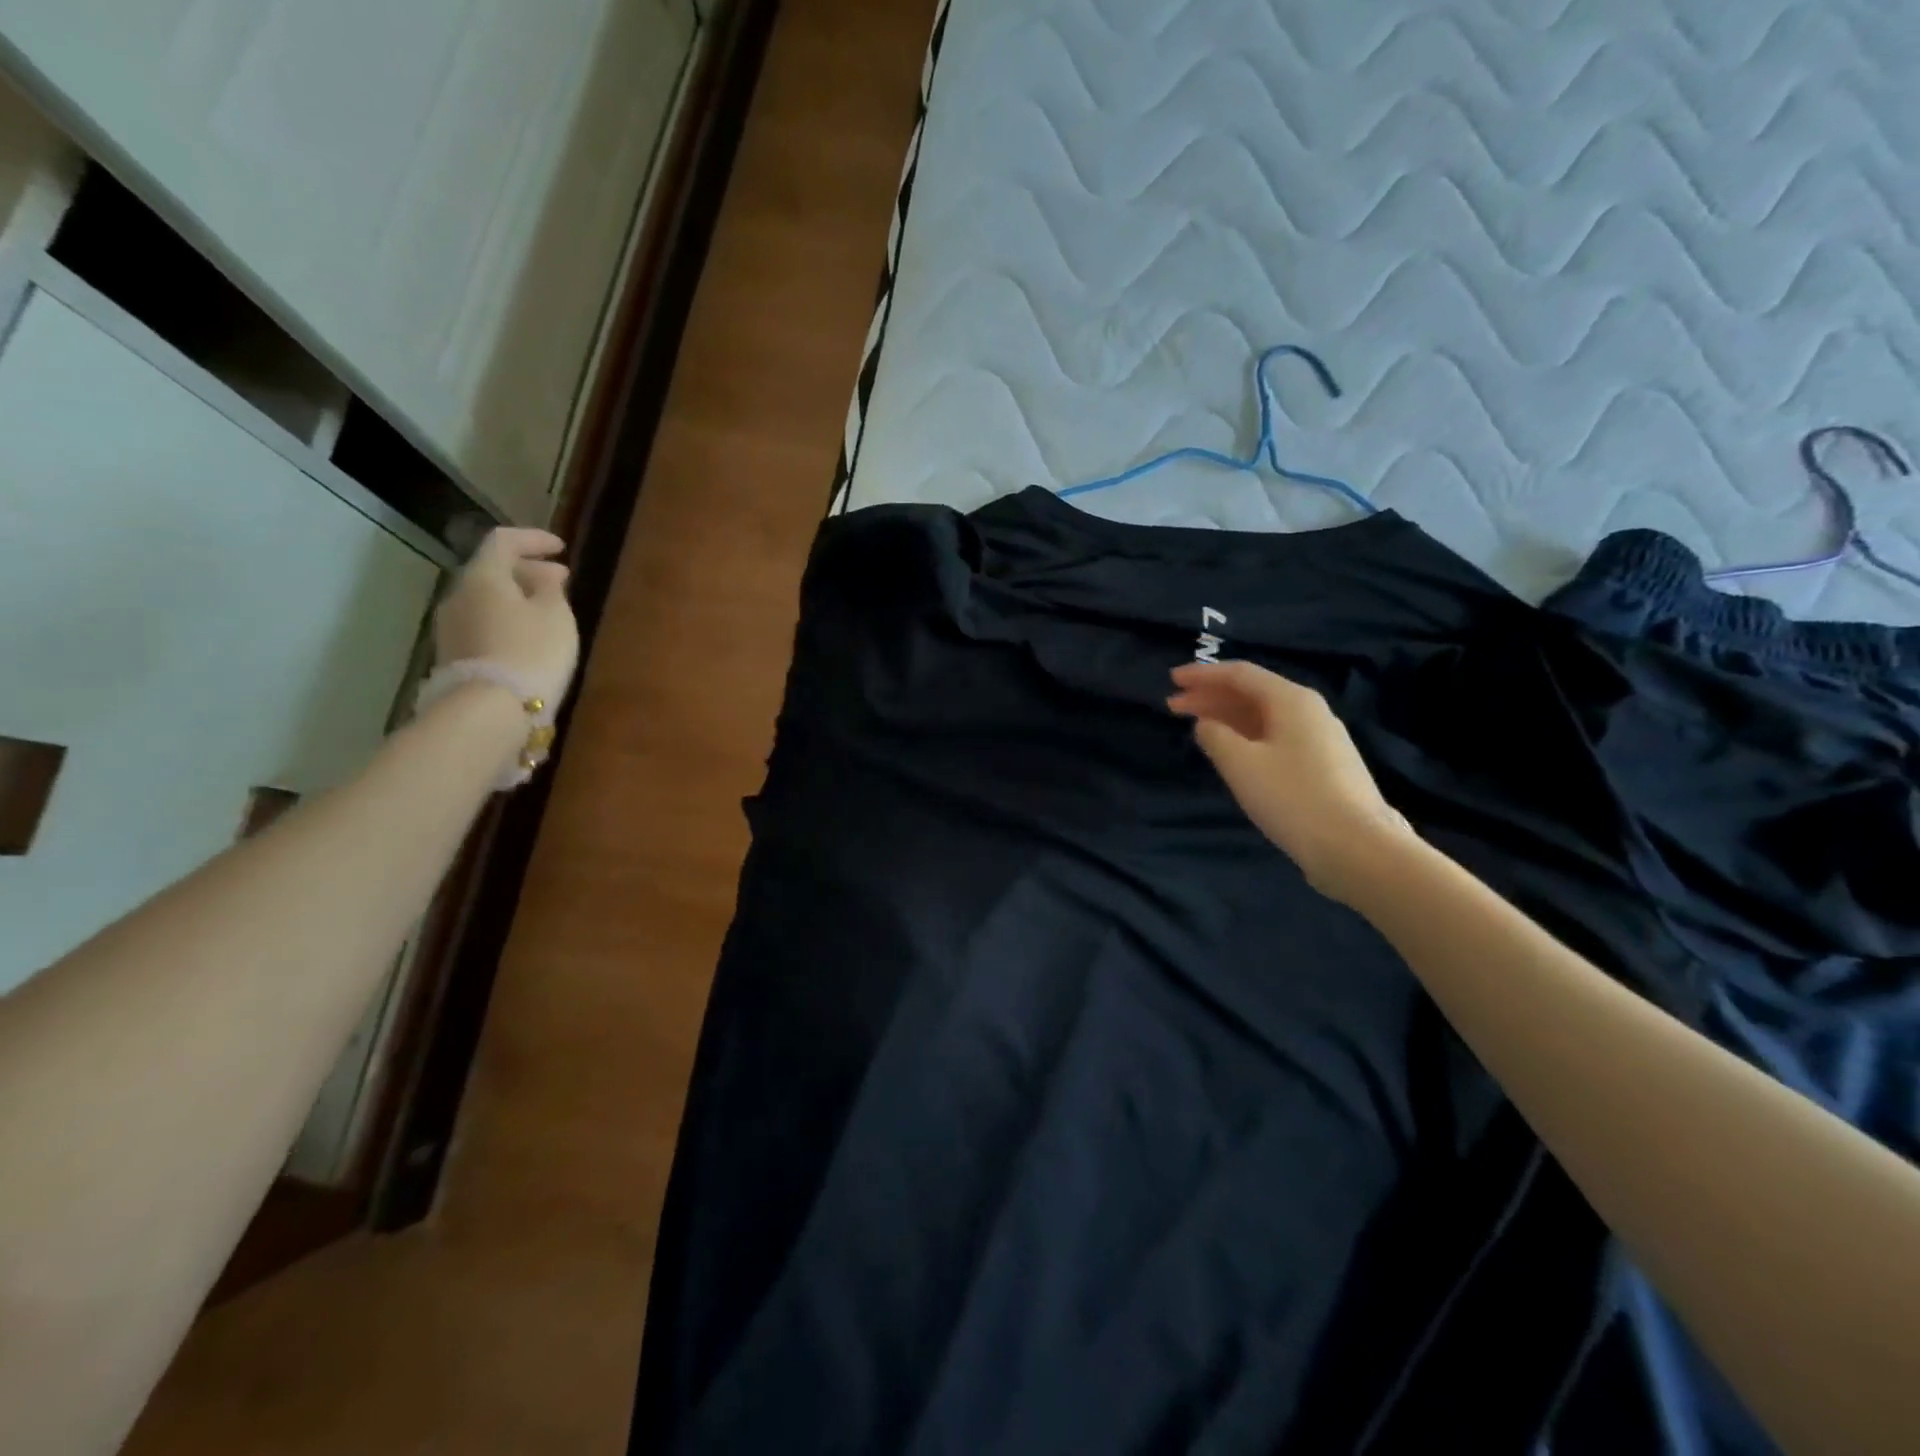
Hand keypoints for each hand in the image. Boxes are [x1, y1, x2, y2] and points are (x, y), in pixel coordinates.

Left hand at [434, 528, 580, 706]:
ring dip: (517, 598)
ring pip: (487, 599)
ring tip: (548, 611)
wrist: (492, 709)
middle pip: (492, 571)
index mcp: (483, 576)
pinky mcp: (455, 654)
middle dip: (527, 571)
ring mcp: (451, 627)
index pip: (503, 541)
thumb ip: (550, 588)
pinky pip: (484, 624)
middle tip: (560, 581)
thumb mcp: (556, 615)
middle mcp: (459, 594)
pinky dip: (507, 620)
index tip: (561, 547)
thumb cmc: (532, 651)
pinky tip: (528, 636)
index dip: (533, 539)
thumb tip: (543, 574)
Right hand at [1168, 660, 1415, 904]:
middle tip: (1174, 706)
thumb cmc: (1292, 798)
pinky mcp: (1323, 765)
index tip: (1172, 680)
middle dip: (1211, 696)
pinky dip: (1246, 736)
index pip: (1239, 674)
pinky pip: (1275, 736)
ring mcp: (1320, 738)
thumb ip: (1215, 736)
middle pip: (1252, 693)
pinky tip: (1231, 751)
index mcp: (1291, 700)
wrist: (1356, 846)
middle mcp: (1309, 710)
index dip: (1202, 675)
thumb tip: (1205, 724)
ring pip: (1264, 716)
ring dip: (1227, 717)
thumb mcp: (1241, 764)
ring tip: (1196, 727)